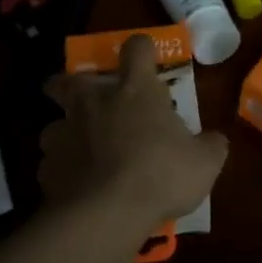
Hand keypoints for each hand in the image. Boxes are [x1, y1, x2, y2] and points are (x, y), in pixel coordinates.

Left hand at [39, 34, 229, 230]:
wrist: (107, 214)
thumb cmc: (161, 175)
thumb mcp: (204, 163)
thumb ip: (210, 146)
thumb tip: (214, 140)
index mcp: (135, 91)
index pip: (137, 49)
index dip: (141, 48)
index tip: (144, 54)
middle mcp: (94, 103)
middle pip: (68, 79)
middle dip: (69, 83)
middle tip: (81, 96)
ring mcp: (65, 134)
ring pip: (53, 125)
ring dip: (64, 133)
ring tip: (78, 150)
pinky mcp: (47, 169)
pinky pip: (52, 165)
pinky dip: (62, 171)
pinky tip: (74, 186)